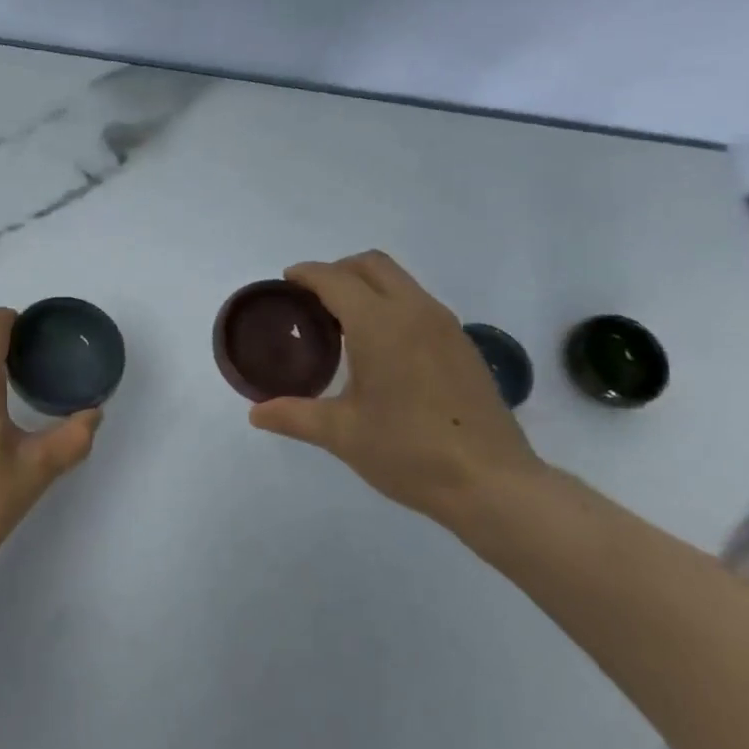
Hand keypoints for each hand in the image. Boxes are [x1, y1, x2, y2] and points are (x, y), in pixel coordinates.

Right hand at [248, 251, 546, 522]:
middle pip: (371, 265)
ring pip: (399, 281)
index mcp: (379, 324)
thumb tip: (255, 413)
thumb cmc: (409, 452)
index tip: (285, 282)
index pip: (335, 279)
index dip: (306, 274)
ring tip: (342, 322)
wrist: (493, 483)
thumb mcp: (342, 434)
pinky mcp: (463, 344)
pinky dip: (391, 305)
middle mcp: (415, 311)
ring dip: (367, 286)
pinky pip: (418, 304)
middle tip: (311, 299)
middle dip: (337, 270)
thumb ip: (294, 415)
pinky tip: (381, 348)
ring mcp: (445, 325)